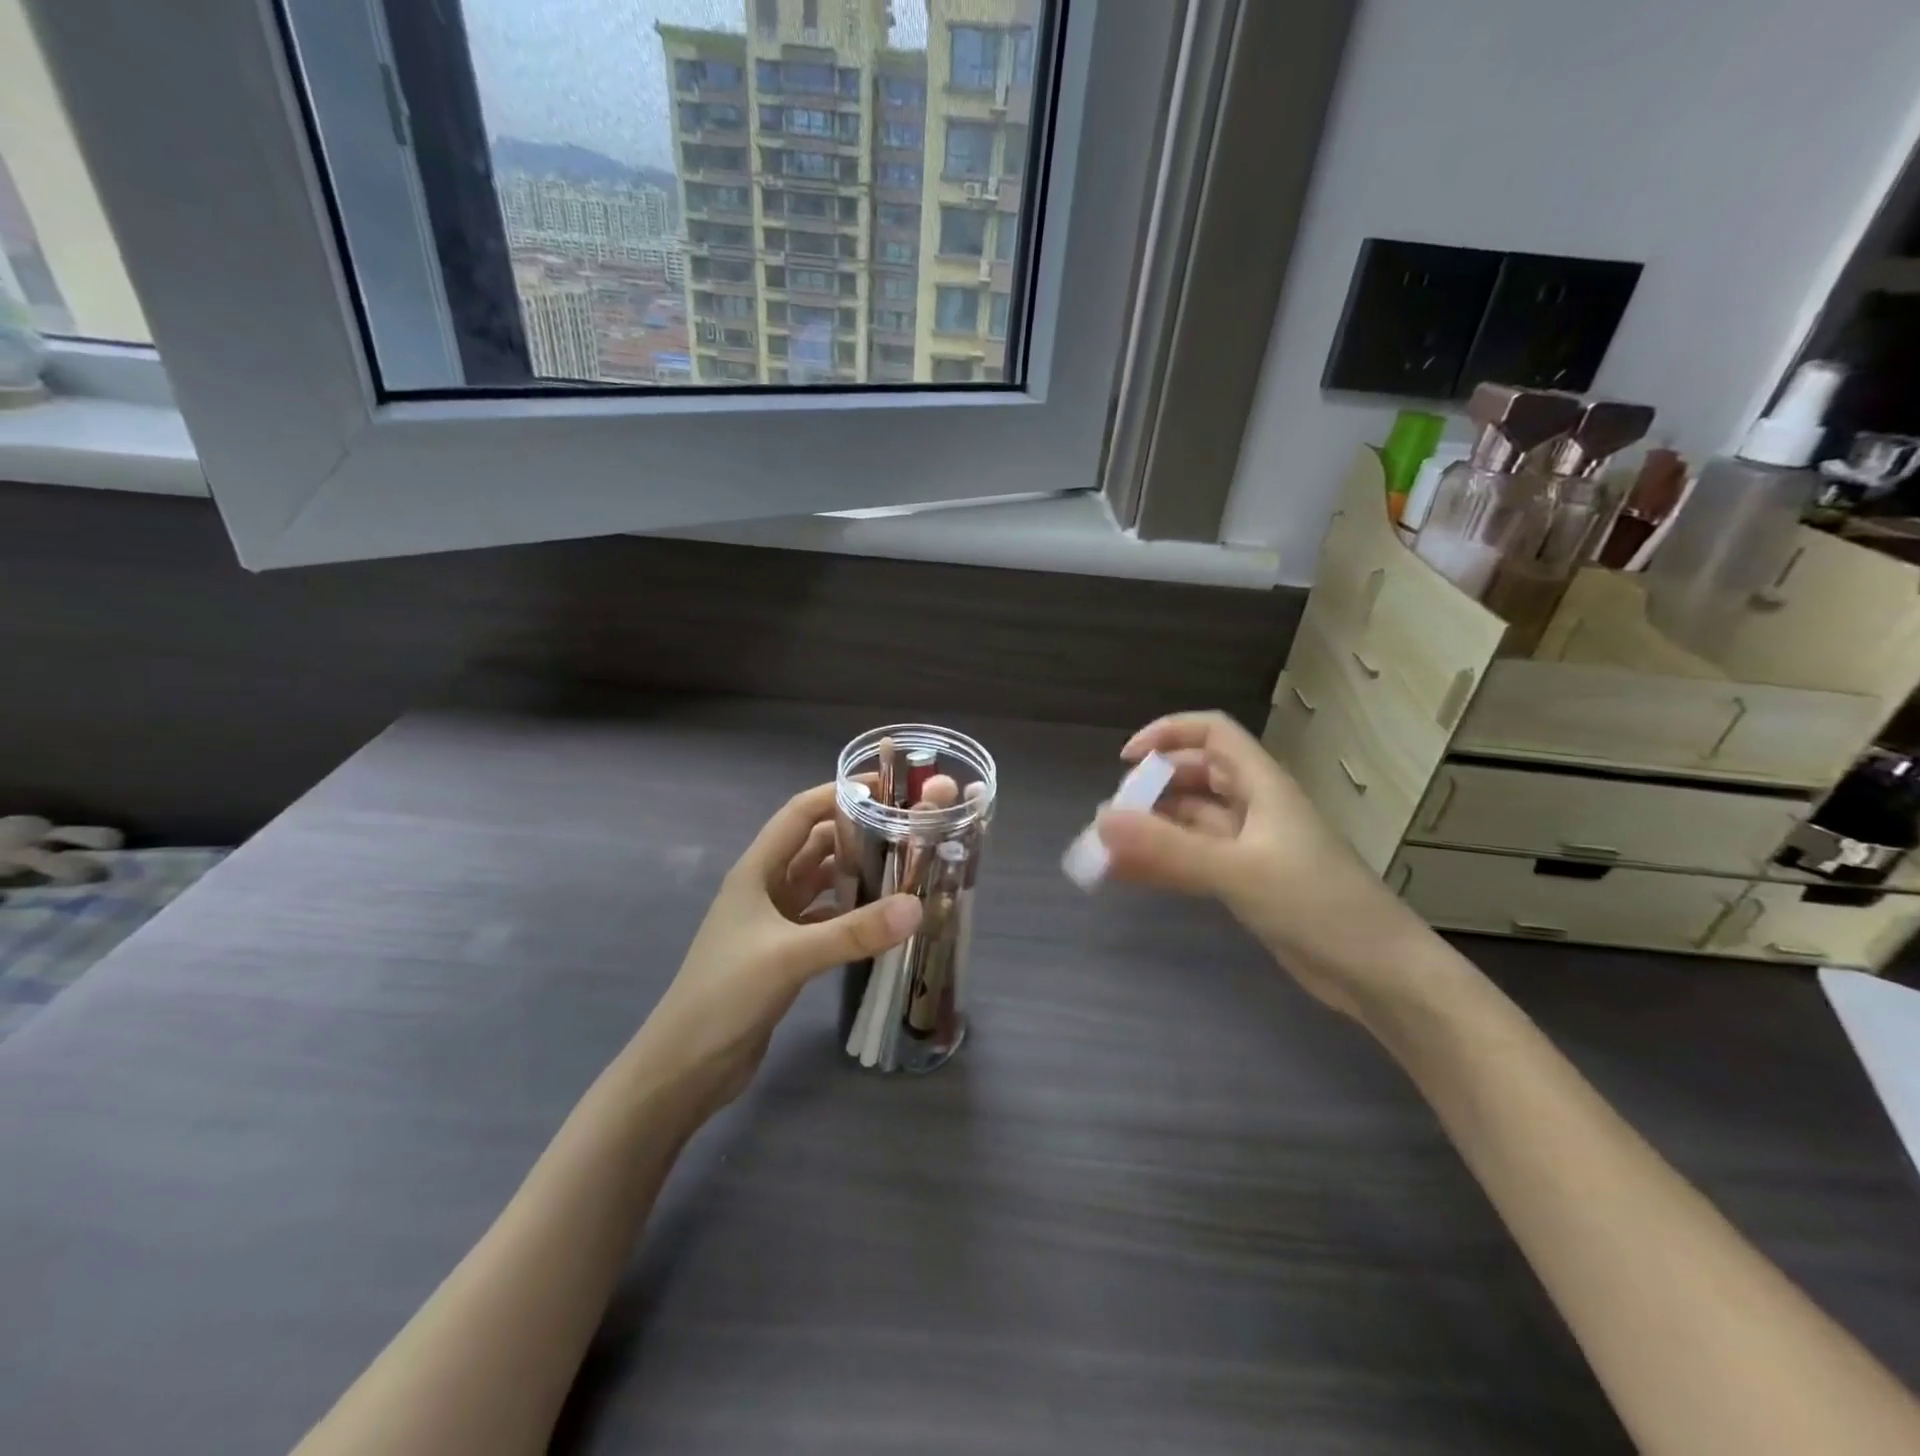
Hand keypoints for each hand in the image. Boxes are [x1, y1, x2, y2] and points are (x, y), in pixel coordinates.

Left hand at [631, 784, 921, 1116]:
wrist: (686, 1066)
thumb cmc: (725, 995)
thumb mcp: (790, 956)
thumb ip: (853, 932)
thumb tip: (916, 907)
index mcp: (757, 871)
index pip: (799, 814)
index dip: (837, 794)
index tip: (885, 789)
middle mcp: (766, 888)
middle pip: (816, 846)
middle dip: (857, 834)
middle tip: (908, 833)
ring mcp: (774, 922)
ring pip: (823, 883)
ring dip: (857, 874)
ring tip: (906, 870)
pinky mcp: (784, 953)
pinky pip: (825, 918)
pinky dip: (851, 913)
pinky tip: (883, 920)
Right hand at [1094, 711, 1427, 1017]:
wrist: (1379, 974)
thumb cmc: (1318, 906)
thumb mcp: (1239, 872)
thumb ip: (1169, 848)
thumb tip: (1101, 820)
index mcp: (1262, 785)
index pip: (1211, 734)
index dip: (1168, 734)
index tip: (1126, 761)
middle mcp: (1254, 808)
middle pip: (1194, 777)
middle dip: (1151, 790)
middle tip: (1112, 819)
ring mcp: (1250, 848)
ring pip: (1189, 824)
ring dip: (1150, 831)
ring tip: (1104, 851)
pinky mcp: (1247, 883)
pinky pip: (1194, 861)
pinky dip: (1161, 864)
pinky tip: (1126, 877)